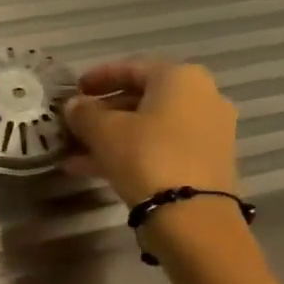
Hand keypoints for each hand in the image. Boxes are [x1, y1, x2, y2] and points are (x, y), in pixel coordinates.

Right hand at [63, 60, 238, 205]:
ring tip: (77, 152)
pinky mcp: (206, 162)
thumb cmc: (145, 155)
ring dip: (113, 136)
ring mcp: (208, 131)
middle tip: (77, 123)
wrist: (191, 214)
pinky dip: (131, 152)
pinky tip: (96, 169)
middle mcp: (202, 97)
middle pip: (143, 98)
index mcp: (180, 78)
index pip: (132, 68)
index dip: (99, 77)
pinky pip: (161, 147)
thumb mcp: (103, 131)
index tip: (75, 89)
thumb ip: (84, 113)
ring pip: (150, 127)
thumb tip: (74, 105)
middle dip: (105, 111)